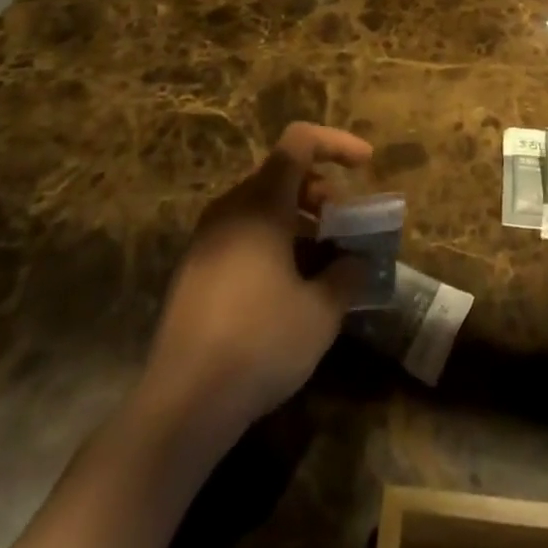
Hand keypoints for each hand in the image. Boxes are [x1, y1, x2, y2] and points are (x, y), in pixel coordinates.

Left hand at [141, 122, 372, 432]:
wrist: (181, 405)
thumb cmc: (259, 342)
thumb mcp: (320, 312)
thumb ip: (346, 276)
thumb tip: (357, 261)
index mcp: (261, 203)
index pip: (300, 142)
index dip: (337, 143)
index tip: (366, 165)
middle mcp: (231, 208)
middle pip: (281, 173)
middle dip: (321, 190)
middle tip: (345, 224)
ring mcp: (207, 239)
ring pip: (261, 205)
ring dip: (298, 219)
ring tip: (323, 258)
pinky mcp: (195, 271)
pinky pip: (242, 233)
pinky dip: (273, 240)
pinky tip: (288, 286)